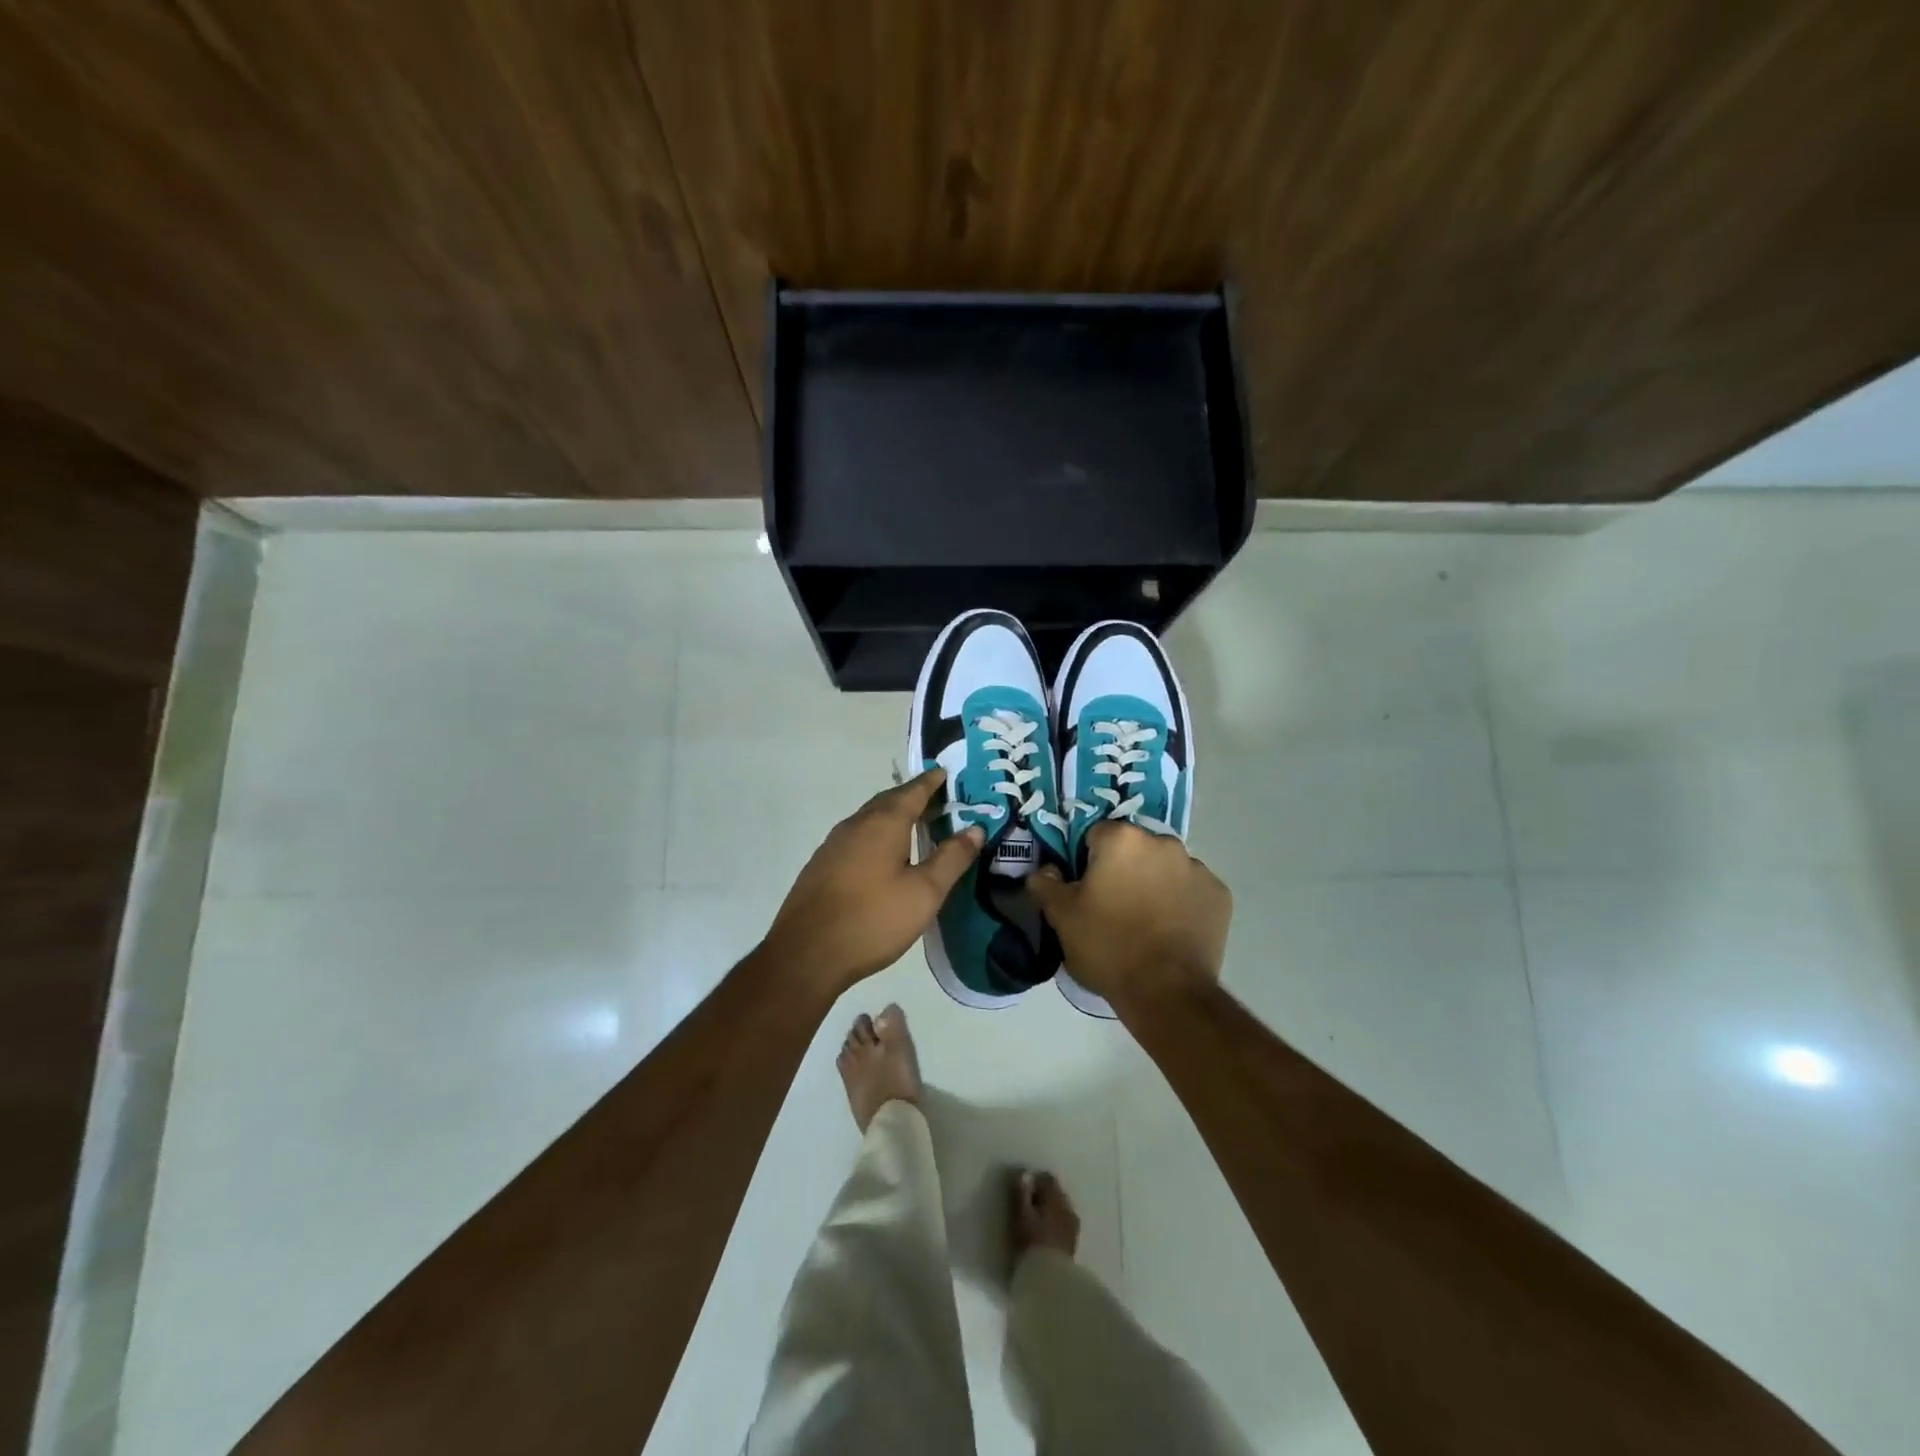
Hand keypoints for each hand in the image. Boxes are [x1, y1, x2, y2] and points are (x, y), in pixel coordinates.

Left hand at [760, 768, 984, 996]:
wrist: (806, 954)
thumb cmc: (873, 919)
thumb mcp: (924, 892)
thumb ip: (951, 858)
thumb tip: (975, 828)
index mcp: (883, 824)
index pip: (913, 792)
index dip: (931, 782)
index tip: (945, 773)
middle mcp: (855, 825)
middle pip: (888, 801)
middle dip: (912, 796)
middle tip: (936, 799)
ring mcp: (833, 845)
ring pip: (869, 819)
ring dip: (892, 815)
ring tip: (914, 825)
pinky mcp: (821, 866)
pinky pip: (855, 837)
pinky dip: (876, 834)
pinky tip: (881, 856)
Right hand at [1027, 822, 1230, 1009]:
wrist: (1166, 992)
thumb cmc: (1108, 946)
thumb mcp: (1062, 917)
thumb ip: (1046, 884)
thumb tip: (1044, 871)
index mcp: (1122, 839)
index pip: (1095, 835)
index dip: (1086, 861)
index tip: (1086, 890)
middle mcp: (1163, 842)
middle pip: (1134, 848)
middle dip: (1123, 869)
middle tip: (1113, 906)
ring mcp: (1197, 867)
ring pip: (1165, 867)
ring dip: (1154, 883)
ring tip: (1145, 922)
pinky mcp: (1219, 894)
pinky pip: (1191, 889)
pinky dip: (1182, 902)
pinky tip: (1171, 931)